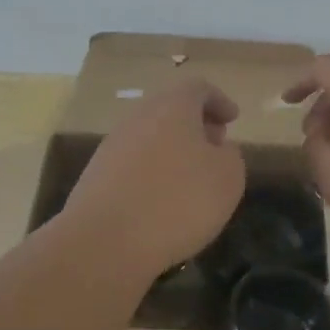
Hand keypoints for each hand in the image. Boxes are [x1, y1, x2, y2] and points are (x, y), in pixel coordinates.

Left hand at [61, 79, 246, 275]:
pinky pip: (133, 162)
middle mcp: (139, 117)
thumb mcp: (227, 179)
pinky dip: (153, 170)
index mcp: (172, 107)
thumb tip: (218, 148)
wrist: (104, 241)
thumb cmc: (177, 201)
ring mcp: (113, 145)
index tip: (233, 119)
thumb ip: (230, 156)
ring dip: (173, 148)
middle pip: (170, 109)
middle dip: (196, 124)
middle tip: (215, 144)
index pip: (198, 89)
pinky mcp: (97, 174)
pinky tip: (163, 199)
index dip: (218, 101)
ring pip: (150, 135)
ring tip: (191, 177)